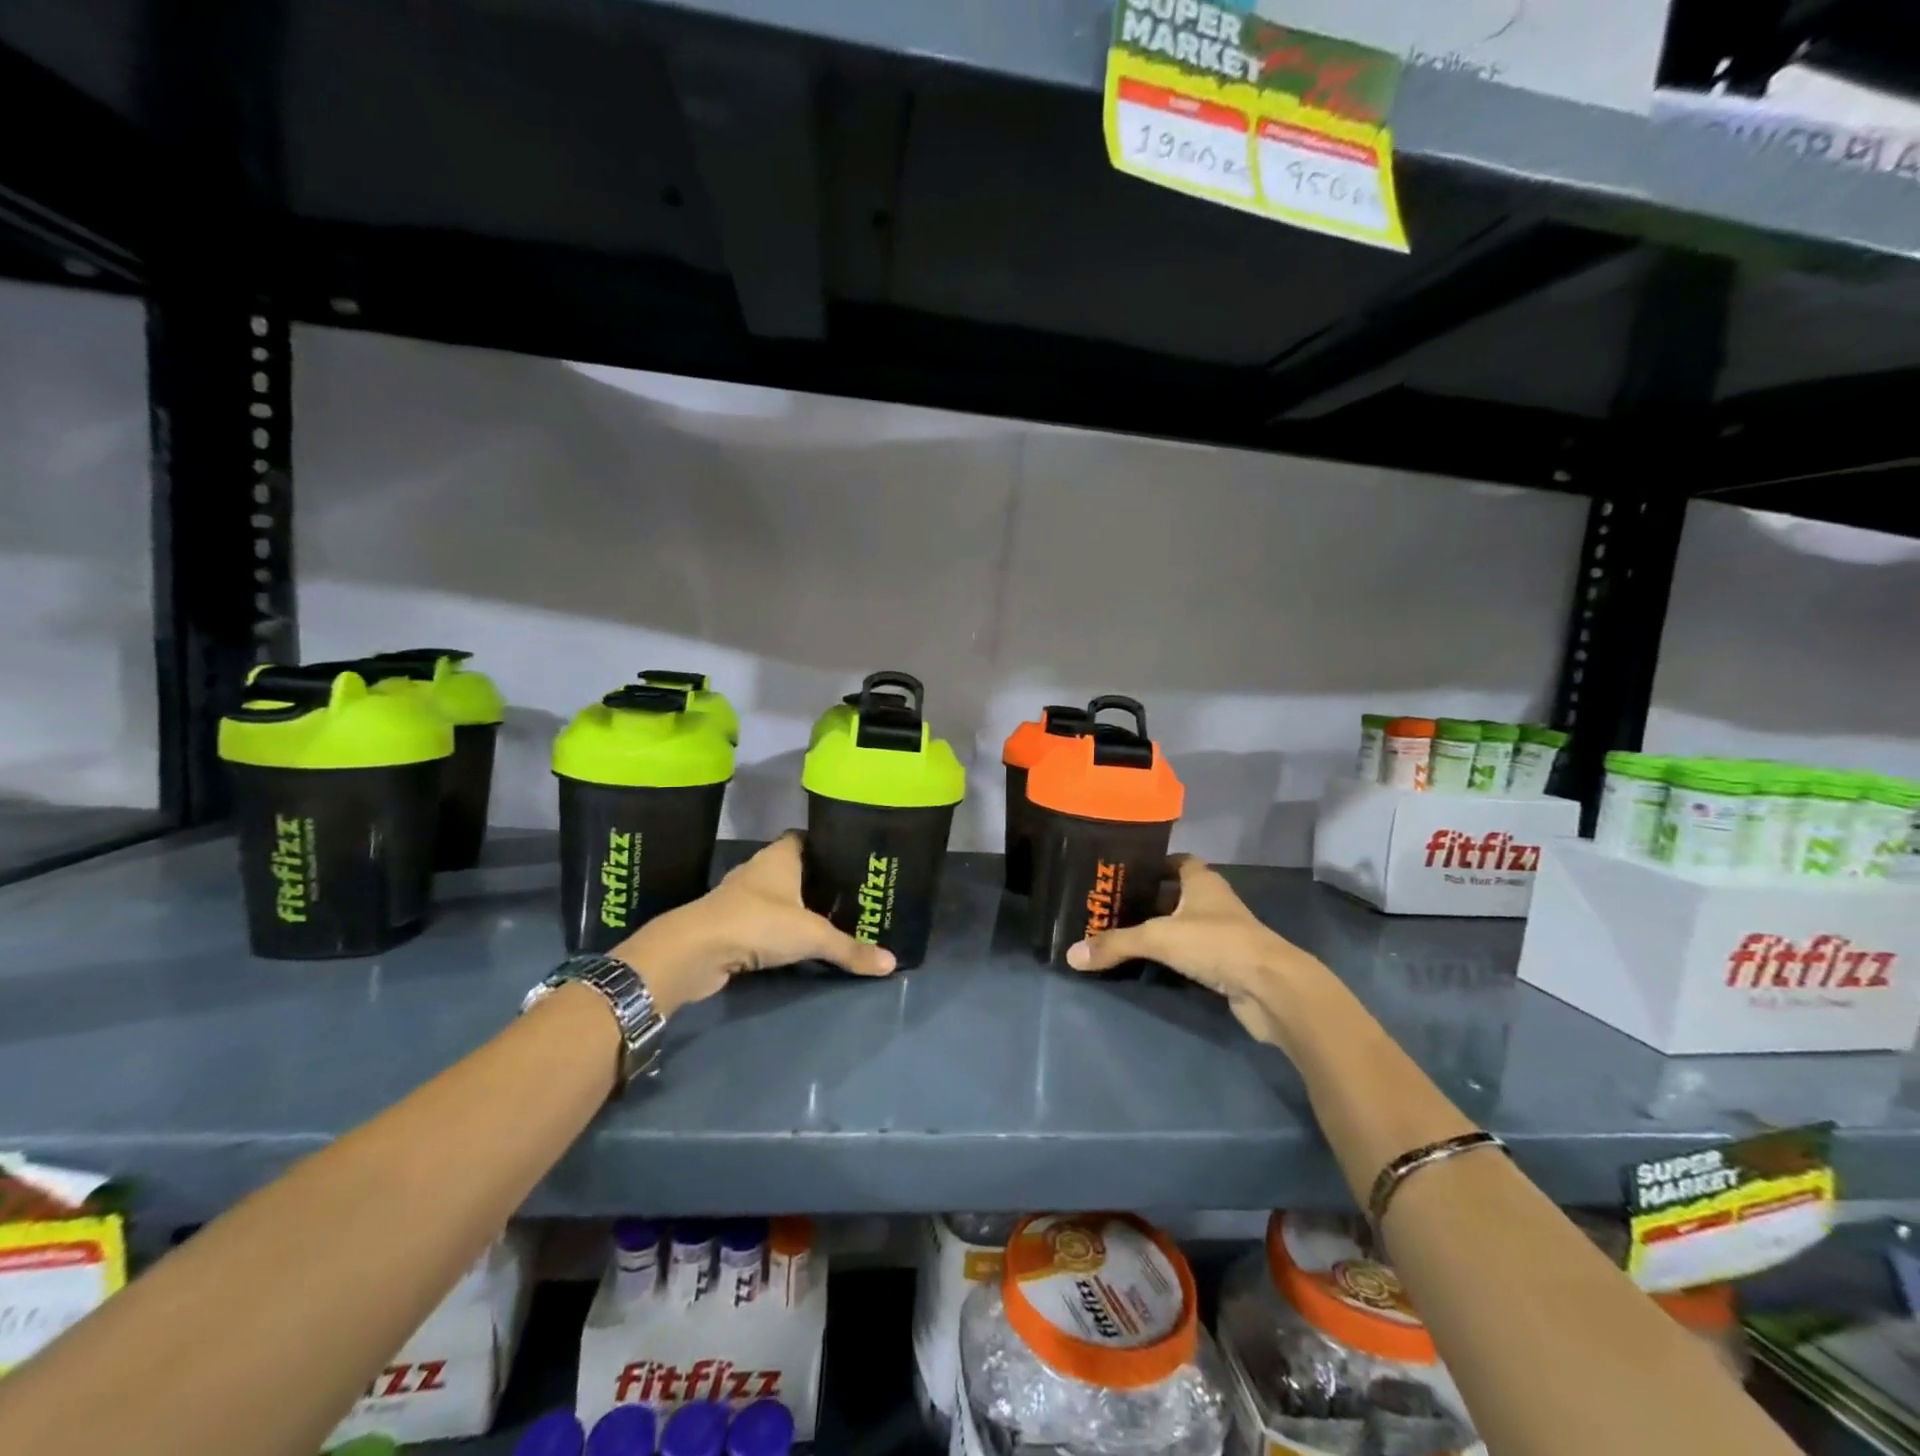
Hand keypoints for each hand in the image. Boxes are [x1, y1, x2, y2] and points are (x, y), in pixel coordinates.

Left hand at [613, 834, 895, 1017]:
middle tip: (849, 893)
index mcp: (779, 856)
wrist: (695, 951)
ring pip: (776, 895)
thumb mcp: (812, 935)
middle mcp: (758, 869)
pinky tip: (797, 942)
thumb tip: (891, 964)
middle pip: (793, 867)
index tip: (849, 856)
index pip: (804, 837)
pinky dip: (777, 928)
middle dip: (816, 879)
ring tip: (829, 917)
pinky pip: (762, 920)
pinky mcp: (729, 924)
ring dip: (795, 906)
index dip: (825, 844)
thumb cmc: (758, 923)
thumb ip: (850, 949)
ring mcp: (740, 897)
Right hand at [1066, 855, 1334, 1047]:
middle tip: (1112, 905)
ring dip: (1161, 929)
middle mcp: (1214, 902)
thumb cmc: (1217, 944)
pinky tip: (1149, 963)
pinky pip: (1192, 953)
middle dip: (1149, 898)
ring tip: (1122, 933)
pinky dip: (1174, 956)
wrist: (1272, 989)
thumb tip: (1071, 954)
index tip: (1124, 871)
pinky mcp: (1227, 963)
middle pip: (1178, 893)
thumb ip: (1115, 944)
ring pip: (1184, 924)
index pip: (1177, 861)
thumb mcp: (1159, 938)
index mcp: (1202, 882)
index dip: (1153, 863)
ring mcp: (1223, 933)